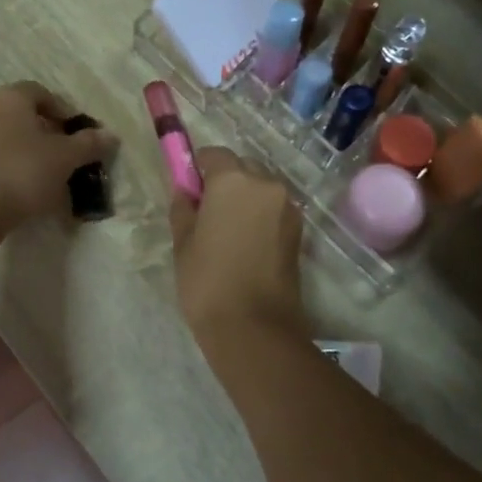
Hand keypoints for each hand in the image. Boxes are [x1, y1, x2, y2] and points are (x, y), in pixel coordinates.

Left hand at [0, 82, 115, 232]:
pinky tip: (19, 185)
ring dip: (23, 147)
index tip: (76, 133)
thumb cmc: (23, 172)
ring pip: (2, 134)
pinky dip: (5, 163)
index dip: (62, 110)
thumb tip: (110, 135)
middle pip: (20, 113)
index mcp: (10, 97)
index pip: (40, 92)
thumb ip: (88, 143)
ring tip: (42, 173)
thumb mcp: (65, 158)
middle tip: (62, 153)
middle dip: (42, 130)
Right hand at [168, 147, 306, 339]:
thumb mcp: (183, 242)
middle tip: (206, 213)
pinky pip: (274, 210)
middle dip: (225, 181)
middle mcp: (266, 184)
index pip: (214, 154)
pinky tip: (245, 244)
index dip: (198, 168)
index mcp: (233, 180)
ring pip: (261, 189)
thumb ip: (183, 207)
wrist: (254, 327)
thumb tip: (186, 190)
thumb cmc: (208, 281)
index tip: (189, 191)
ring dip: (245, 199)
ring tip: (228, 233)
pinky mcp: (299, 230)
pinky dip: (260, 216)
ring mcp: (288, 207)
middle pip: (242, 167)